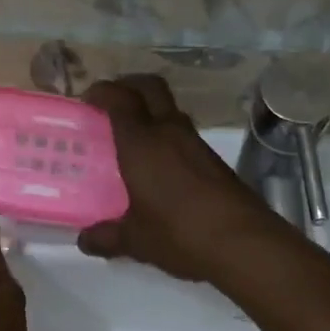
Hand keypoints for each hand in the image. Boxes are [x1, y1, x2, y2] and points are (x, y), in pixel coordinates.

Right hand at [77, 75, 287, 283]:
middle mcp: (169, 132)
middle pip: (150, 87)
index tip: (87, 100)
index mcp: (142, 143)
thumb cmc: (179, 234)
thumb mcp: (135, 240)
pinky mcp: (214, 160)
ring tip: (130, 138)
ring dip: (149, 112)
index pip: (120, 99)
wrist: (244, 243)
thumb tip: (84, 239)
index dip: (102, 92)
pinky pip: (183, 134)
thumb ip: (106, 236)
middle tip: (110, 105)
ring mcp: (196, 143)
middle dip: (128, 86)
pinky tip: (157, 165)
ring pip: (169, 110)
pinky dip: (166, 135)